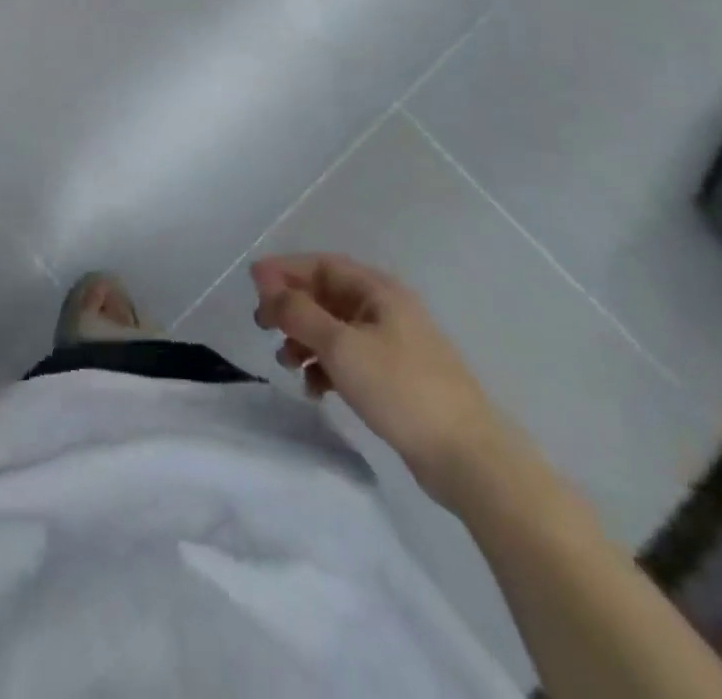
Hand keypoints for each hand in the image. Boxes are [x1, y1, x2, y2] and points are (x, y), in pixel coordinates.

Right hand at [251, 254, 510, 505]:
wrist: (469, 458)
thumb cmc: (401, 389)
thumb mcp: (341, 346)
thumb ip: (299, 311)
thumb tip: (266, 281)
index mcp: (378, 291)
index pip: (321, 264)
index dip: (284, 270)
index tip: (252, 285)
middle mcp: (385, 309)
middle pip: (326, 295)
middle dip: (291, 307)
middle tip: (262, 325)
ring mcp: (393, 344)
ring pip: (334, 328)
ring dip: (305, 339)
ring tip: (287, 364)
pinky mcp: (396, 378)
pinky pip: (349, 358)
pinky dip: (326, 366)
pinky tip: (315, 389)